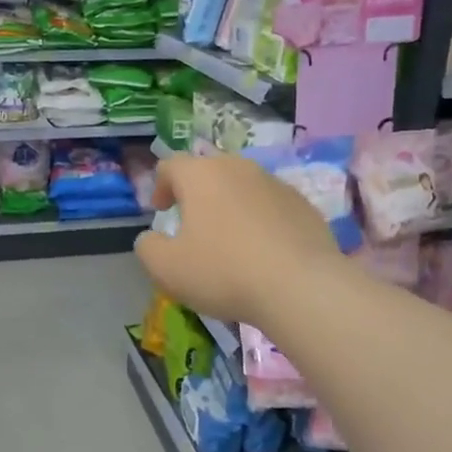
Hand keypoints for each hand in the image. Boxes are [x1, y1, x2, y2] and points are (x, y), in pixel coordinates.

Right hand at [133, 154, 341, 325]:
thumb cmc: (223, 271)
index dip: (160, 186)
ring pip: (242, 187)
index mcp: (201, 175)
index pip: (171, 165)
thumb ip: (148, 247)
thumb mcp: (166, 268)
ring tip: (229, 239)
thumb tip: (151, 237)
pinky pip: (271, 206)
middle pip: (209, 171)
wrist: (300, 287)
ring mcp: (276, 184)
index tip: (161, 212)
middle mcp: (239, 168)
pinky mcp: (304, 205)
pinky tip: (261, 252)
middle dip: (196, 193)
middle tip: (192, 223)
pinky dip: (260, 220)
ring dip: (230, 206)